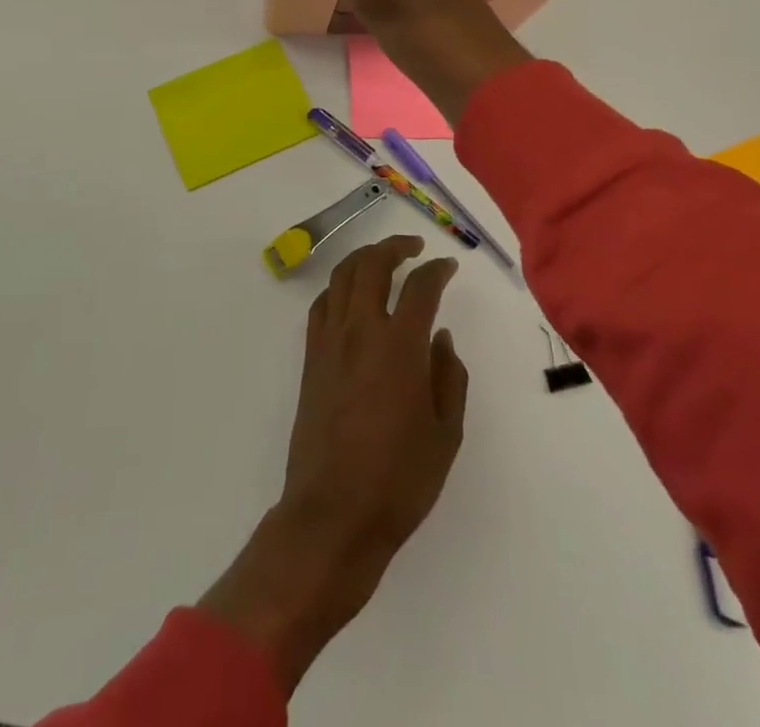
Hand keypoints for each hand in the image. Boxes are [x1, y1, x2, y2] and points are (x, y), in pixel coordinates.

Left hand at [198, 236, 467, 693]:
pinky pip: (322, 304)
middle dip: (395, 246)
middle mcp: (361, 331)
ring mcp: (329, 341)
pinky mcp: (310, 358)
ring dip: (364, 258)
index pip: (420, 287)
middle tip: (414, 248)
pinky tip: (352, 297)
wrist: (333, 513)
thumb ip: (449, 376)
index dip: (437, 270)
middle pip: (372, 265)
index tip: (449, 266)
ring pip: (342, 277)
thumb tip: (441, 337)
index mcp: (400, 346)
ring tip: (384, 260)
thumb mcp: (446, 433)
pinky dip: (339, 288)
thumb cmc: (399, 479)